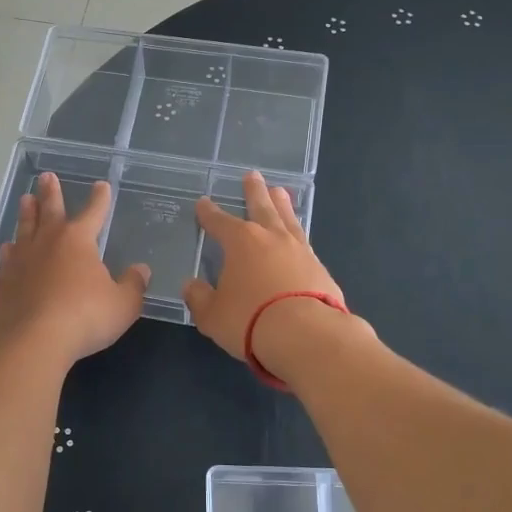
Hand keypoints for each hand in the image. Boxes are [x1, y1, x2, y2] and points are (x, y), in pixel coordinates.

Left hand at [0, 174, 149, 364]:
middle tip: (46, 176)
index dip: (99, 199)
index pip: (93, 213)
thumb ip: (133, 285)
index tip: (101, 185)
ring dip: (27, 213)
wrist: (33, 340)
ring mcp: (22, 260)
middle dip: (50, 193)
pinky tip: (9, 248)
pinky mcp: (5, 282)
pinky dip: (10, 250)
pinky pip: (8, 258)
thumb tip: (141, 270)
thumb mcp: (123, 304)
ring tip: (26, 199)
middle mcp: (48, 242)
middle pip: (49, 210)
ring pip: (25, 228)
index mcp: (78, 240)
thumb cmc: (85, 316)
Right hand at [182, 171, 346, 368]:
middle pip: (261, 207)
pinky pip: (304, 242)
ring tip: (280, 192)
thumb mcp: (212, 315)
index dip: (209, 213)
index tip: (203, 203)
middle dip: (254, 192)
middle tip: (252, 176)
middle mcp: (271, 237)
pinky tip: (297, 237)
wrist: (306, 335)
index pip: (219, 222)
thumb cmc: (250, 320)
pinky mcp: (320, 268)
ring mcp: (299, 251)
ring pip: (288, 219)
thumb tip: (191, 286)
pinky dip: (297, 235)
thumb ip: (199, 298)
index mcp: (240, 242)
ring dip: (282, 205)